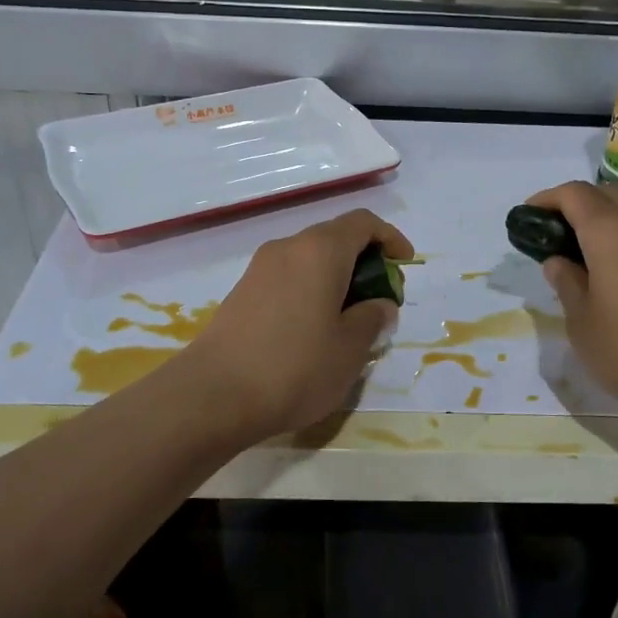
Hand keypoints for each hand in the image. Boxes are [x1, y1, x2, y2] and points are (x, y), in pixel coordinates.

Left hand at [177, 208, 413, 440]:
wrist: (214, 395)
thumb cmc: (295, 367)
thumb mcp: (350, 348)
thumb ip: (373, 318)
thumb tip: (379, 304)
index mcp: (320, 251)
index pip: (363, 222)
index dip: (390, 238)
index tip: (404, 266)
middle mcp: (288, 248)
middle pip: (335, 238)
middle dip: (365, 262)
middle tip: (380, 301)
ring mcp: (259, 269)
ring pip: (310, 259)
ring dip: (336, 279)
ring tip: (349, 321)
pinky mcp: (242, 292)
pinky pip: (288, 278)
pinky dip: (310, 290)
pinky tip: (313, 331)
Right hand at [526, 181, 617, 427]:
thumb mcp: (581, 321)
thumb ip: (567, 283)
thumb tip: (558, 261)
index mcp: (609, 232)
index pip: (573, 194)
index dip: (546, 200)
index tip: (526, 219)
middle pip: (605, 195)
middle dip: (575, 205)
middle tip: (553, 236)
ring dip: (601, 223)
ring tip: (579, 259)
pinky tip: (612, 278)